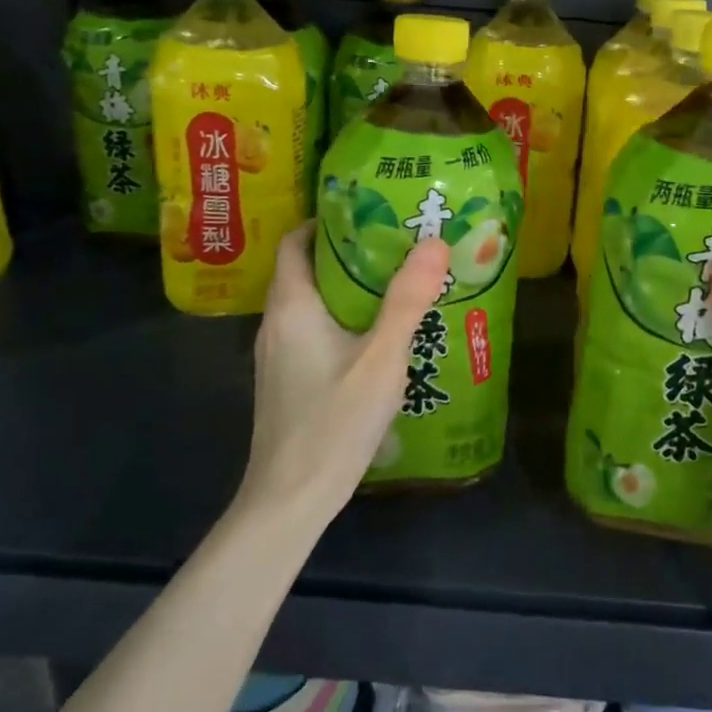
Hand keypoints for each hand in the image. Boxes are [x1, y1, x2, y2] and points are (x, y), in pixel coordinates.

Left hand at [241, 223, 451, 523]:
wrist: (290, 500)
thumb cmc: (333, 422)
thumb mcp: (381, 358)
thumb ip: (407, 300)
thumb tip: (435, 242)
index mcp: (292, 306)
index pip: (296, 241)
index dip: (326, 220)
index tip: (370, 211)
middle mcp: (277, 323)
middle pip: (307, 269)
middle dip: (349, 251)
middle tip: (398, 242)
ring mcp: (279, 355)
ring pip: (313, 302)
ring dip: (349, 287)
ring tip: (397, 282)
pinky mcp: (288, 380)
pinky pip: (314, 330)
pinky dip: (344, 318)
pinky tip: (379, 335)